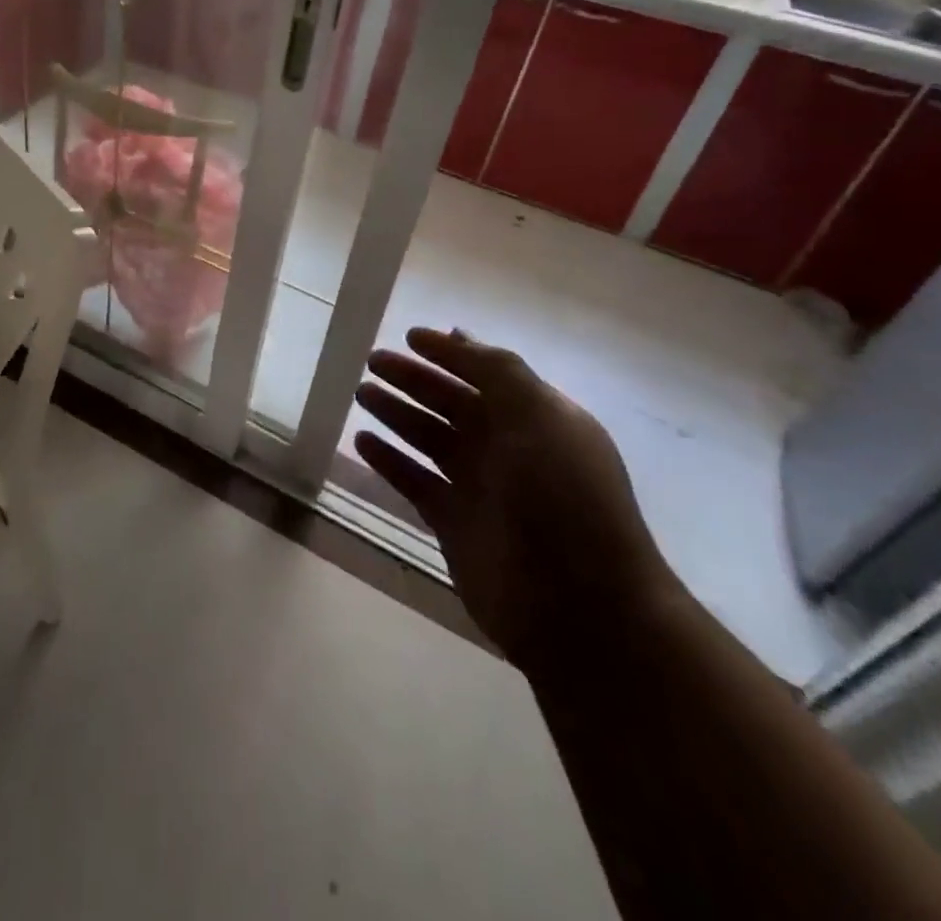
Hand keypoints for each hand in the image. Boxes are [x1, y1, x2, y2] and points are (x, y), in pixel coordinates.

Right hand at [355, 328, 681, 673]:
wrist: (579, 605)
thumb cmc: (563, 496)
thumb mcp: (539, 416)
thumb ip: (498, 371)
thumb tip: (459, 334)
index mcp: (535, 418)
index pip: (485, 373)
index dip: (449, 353)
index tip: (409, 336)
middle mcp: (507, 447)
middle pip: (450, 402)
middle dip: (413, 379)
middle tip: (372, 360)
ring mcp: (479, 487)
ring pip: (427, 437)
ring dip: (395, 413)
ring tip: (361, 392)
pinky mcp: (452, 523)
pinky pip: (413, 480)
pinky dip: (388, 460)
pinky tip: (361, 441)